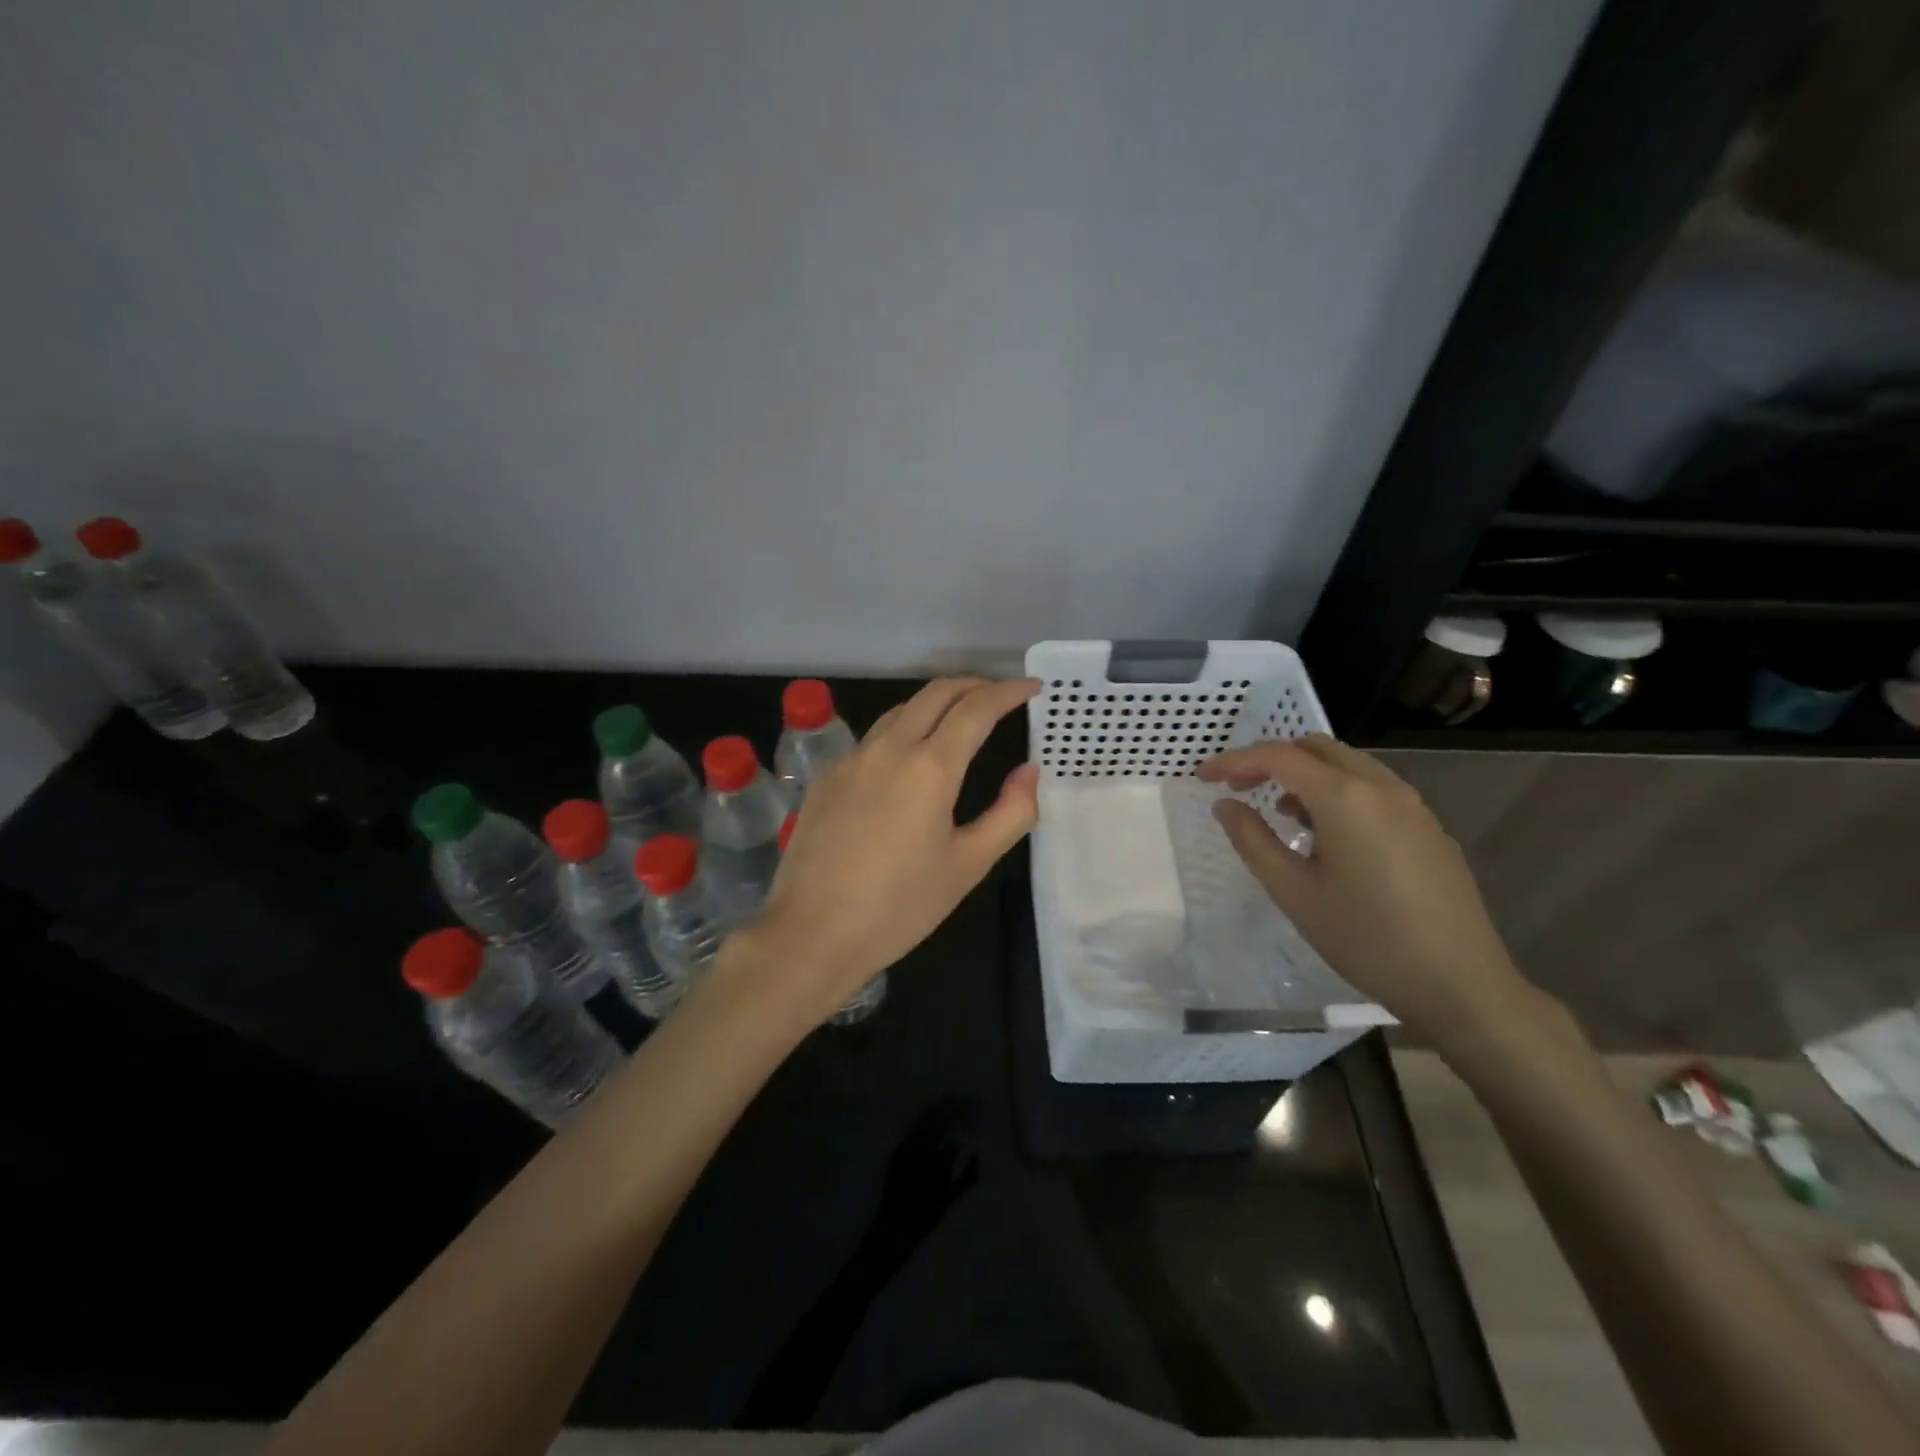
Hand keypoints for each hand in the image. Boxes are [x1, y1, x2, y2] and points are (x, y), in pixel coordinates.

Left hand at [753, 678, 1039, 1023]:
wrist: (812, 933)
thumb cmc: (899, 906)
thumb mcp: (968, 865)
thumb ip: (1010, 813)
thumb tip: (1029, 771)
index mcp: (929, 767)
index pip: (976, 708)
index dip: (1009, 692)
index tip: (1033, 688)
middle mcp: (888, 748)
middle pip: (936, 693)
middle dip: (974, 685)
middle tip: (1001, 696)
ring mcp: (851, 759)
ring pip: (900, 710)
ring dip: (937, 703)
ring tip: (961, 719)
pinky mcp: (826, 777)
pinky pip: (873, 738)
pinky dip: (904, 730)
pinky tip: (909, 758)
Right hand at [1197, 735, 1535, 1046]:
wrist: (1460, 985)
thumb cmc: (1366, 939)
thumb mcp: (1294, 893)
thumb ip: (1252, 840)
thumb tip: (1225, 805)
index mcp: (1346, 798)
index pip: (1278, 757)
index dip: (1234, 761)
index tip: (1203, 777)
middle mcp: (1382, 787)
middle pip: (1315, 748)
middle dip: (1270, 759)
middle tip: (1237, 788)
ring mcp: (1412, 805)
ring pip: (1347, 764)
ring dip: (1305, 773)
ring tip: (1279, 812)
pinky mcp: (1427, 827)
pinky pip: (1372, 788)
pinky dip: (1336, 791)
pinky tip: (1325, 834)